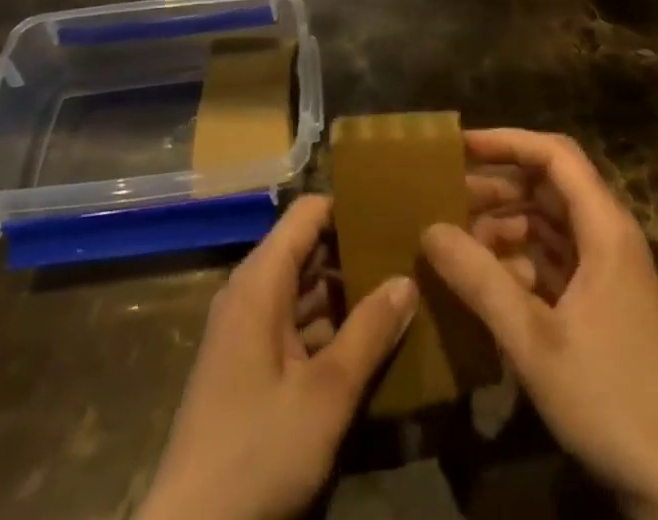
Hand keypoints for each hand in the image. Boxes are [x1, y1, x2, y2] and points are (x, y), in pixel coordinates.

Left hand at [137, 194, 417, 519]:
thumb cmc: (257, 450)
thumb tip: (407, 279)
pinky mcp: (250, 368)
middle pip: (308, 250)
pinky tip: (370, 344)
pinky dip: (330, 329)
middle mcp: (251, 294)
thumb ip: (369, 332)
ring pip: (305, 292)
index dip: (349, 207)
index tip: (394, 214)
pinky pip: (295, 327)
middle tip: (409, 255)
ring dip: (346, 295)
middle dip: (355, 253)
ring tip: (400, 292)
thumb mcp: (325, 394)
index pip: (308, 213)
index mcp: (260, 281)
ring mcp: (248, 332)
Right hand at [427, 130, 657, 519]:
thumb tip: (429, 229)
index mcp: (605, 228)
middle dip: (498, 184)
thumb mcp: (534, 340)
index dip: (507, 141)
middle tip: (446, 194)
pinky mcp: (603, 304)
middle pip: (550, 185)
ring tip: (457, 238)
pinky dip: (521, 260)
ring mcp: (608, 272)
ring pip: (550, 223)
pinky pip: (556, 260)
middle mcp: (609, 237)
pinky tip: (488, 281)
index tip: (459, 146)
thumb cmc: (612, 400)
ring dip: (506, 224)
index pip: (554, 155)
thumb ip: (480, 280)